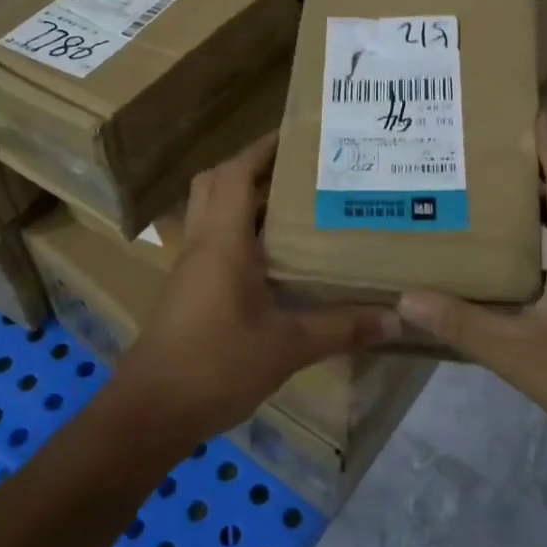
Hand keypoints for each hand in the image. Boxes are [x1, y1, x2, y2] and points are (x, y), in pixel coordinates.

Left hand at [111, 132, 397, 443]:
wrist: (150, 413)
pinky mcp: (189, 289)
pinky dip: (239, 230)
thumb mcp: (287, 346)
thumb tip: (397, 317)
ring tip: (294, 202)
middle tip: (298, 169)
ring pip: (211, 210)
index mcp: (222, 240)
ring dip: (244, 197)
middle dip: (252, 166)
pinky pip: (213, 240)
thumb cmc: (215, 365)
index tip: (298, 133)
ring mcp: (191, 266)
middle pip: (216, 182)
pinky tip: (274, 254)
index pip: (235, 172)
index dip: (263, 147)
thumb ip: (341, 328)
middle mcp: (202, 242)